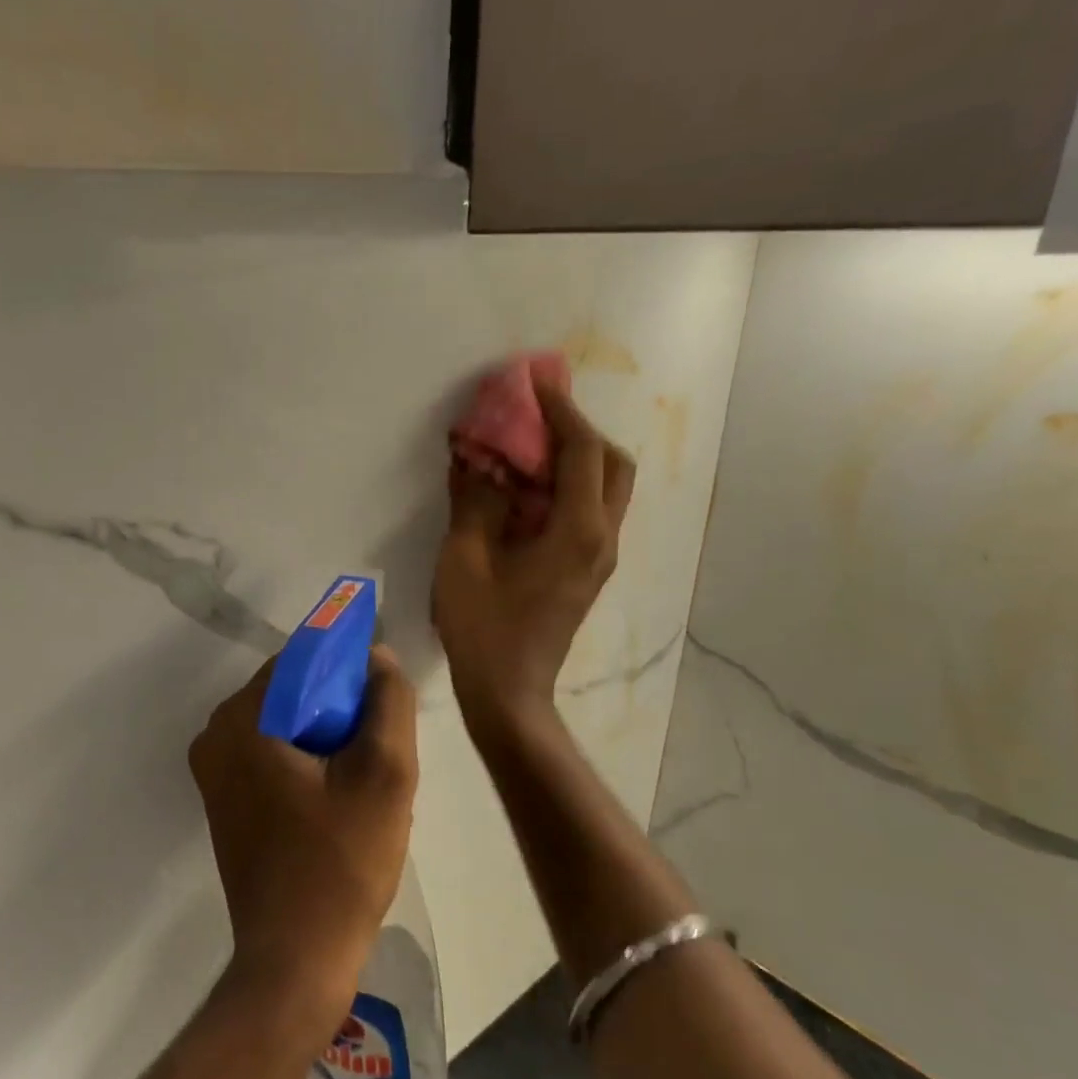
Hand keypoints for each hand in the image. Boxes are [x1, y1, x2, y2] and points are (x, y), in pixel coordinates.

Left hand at [188, 646, 418, 1032]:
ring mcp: (214, 770)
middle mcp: (215, 735)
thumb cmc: (341, 864)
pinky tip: (339, 796)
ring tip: (365, 776)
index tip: (385, 696)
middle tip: (381, 745)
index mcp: (242, 719)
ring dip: (328, 737)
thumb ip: (387, 701)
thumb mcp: (385, 774)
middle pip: (291, 692)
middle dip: (340, 708)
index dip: (350, 667)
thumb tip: (377, 656)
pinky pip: (272, 754)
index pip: (302, 659)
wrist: (295, 961)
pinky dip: (307, 760)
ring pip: (285, 724)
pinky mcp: (224, 800)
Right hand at [434, 381, 635, 725]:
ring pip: (605, 490)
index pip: (582, 451)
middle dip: (580, 433)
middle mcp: (602, 538)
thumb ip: (474, 500)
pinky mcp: (587, 572)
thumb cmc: (483, 628)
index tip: (535, 384)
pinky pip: (589, 514)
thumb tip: (474, 458)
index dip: (560, 412)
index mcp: (577, 530)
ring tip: (529, 451)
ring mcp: (599, 557)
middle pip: (613, 465)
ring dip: (574, 461)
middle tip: (538, 421)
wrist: (508, 693)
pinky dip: (566, 490)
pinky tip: (526, 494)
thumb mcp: (464, 558)